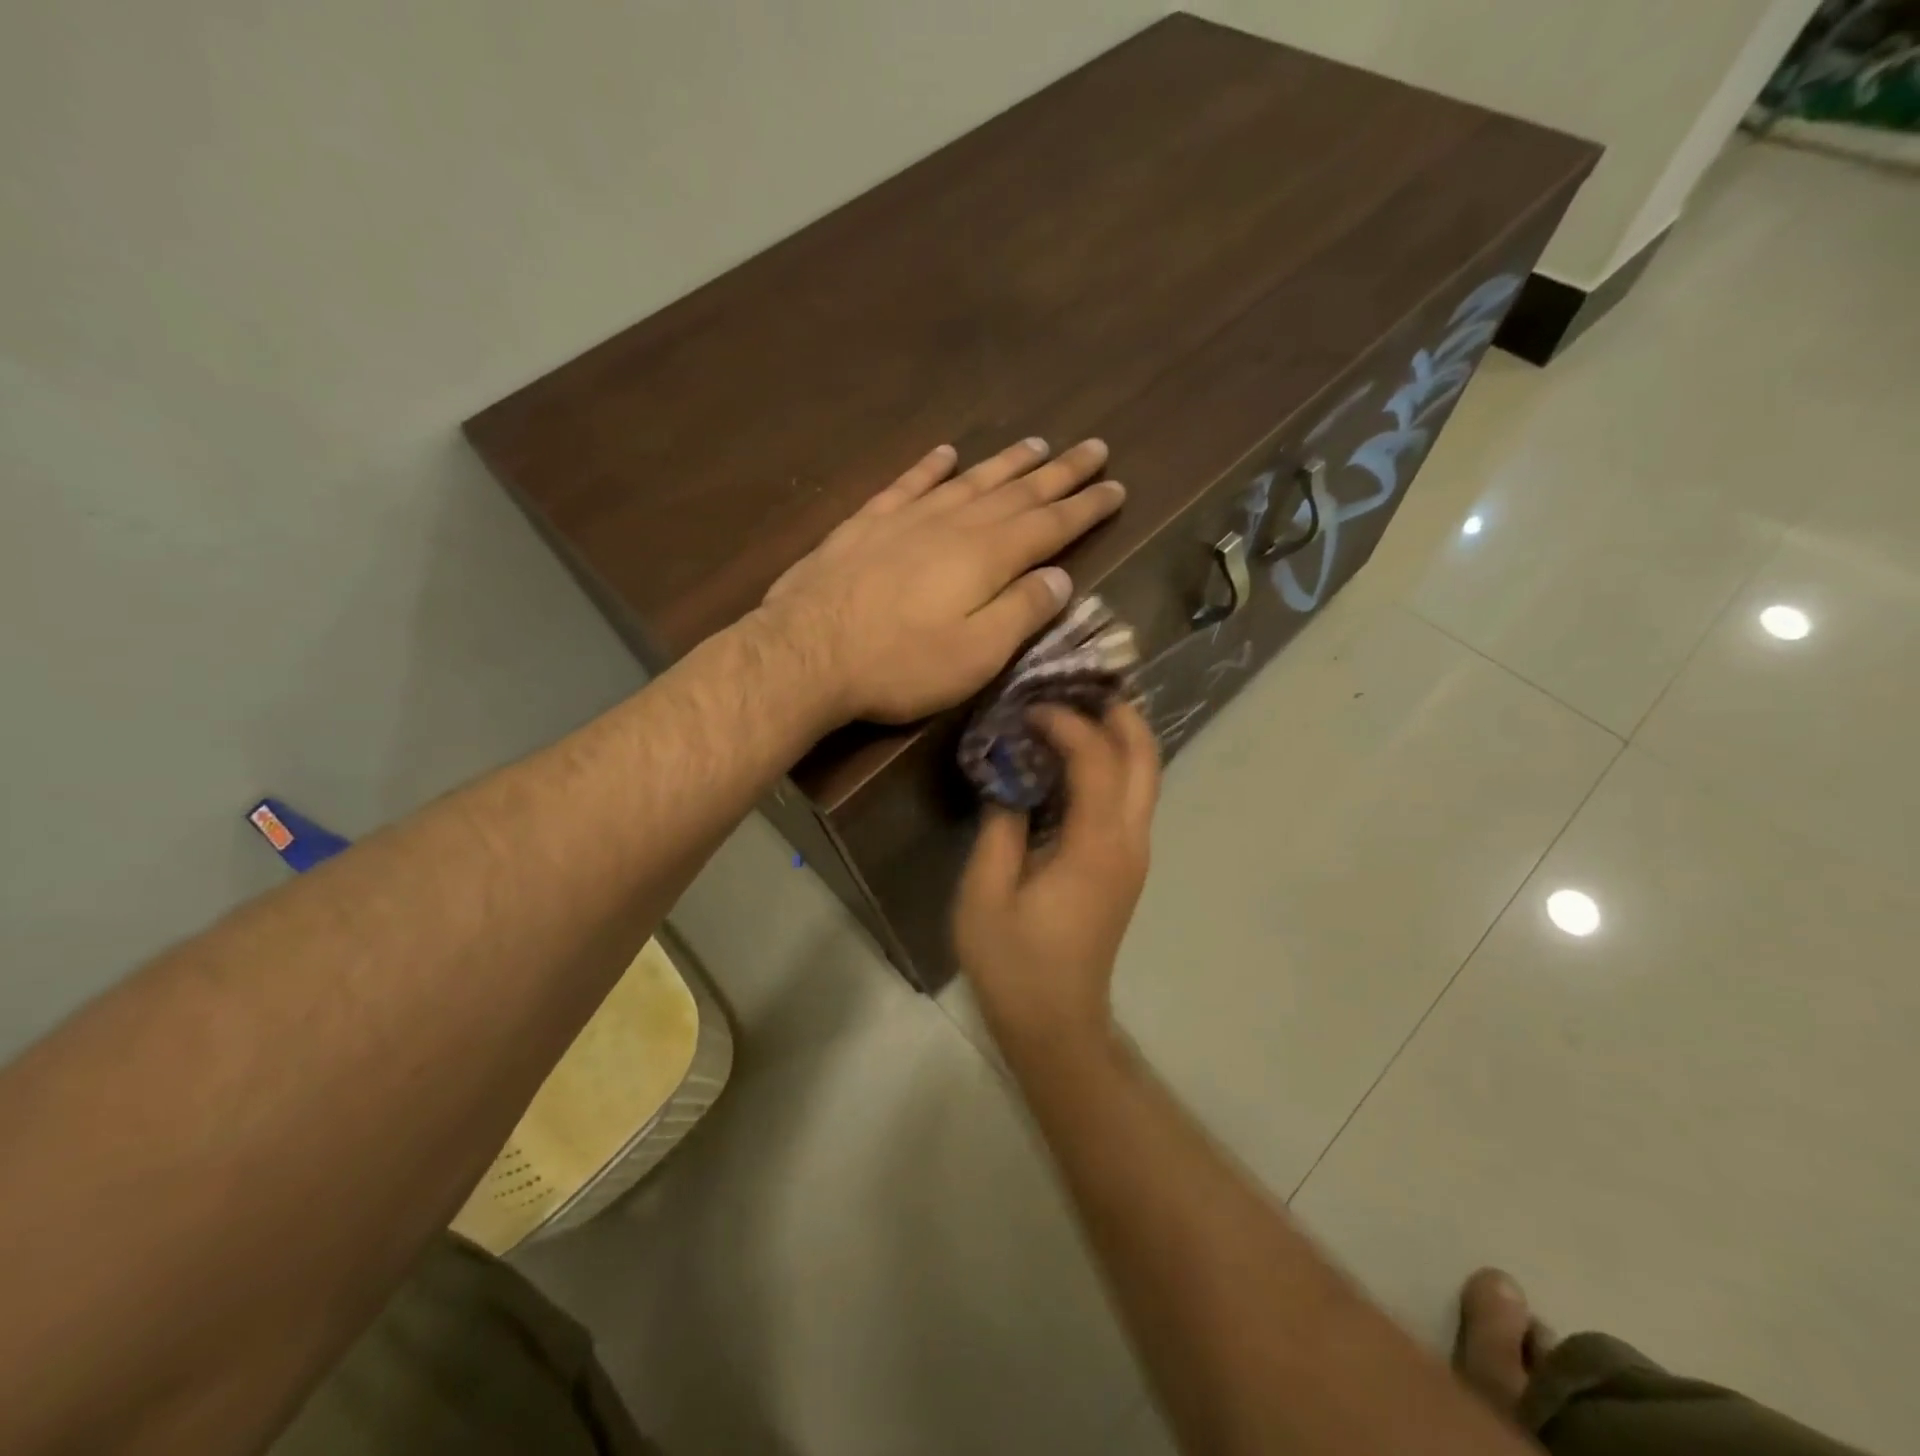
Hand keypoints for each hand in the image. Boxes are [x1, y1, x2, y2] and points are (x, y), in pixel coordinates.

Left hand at [760, 438, 1123, 723]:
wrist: (806, 653)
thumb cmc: (899, 664)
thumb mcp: (975, 654)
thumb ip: (1021, 612)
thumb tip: (1060, 577)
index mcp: (987, 558)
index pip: (1050, 525)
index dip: (1086, 507)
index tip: (1117, 487)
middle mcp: (953, 525)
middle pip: (1017, 492)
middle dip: (1060, 472)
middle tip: (1094, 448)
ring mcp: (906, 519)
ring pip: (968, 481)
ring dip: (1005, 463)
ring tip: (1037, 444)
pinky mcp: (865, 525)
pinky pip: (907, 485)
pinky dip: (930, 467)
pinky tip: (946, 453)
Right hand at [954, 702, 1160, 1051]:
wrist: (1056, 1024)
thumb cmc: (1015, 964)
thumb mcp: (986, 895)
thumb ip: (998, 828)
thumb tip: (1009, 782)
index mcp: (1095, 846)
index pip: (1097, 760)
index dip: (1066, 724)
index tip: (1028, 709)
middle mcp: (1129, 842)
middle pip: (1145, 759)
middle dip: (1120, 714)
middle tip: (1079, 686)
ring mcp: (1134, 855)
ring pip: (1145, 777)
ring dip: (1120, 737)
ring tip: (1077, 710)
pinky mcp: (1126, 867)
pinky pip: (1130, 799)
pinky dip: (1112, 766)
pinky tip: (1074, 760)